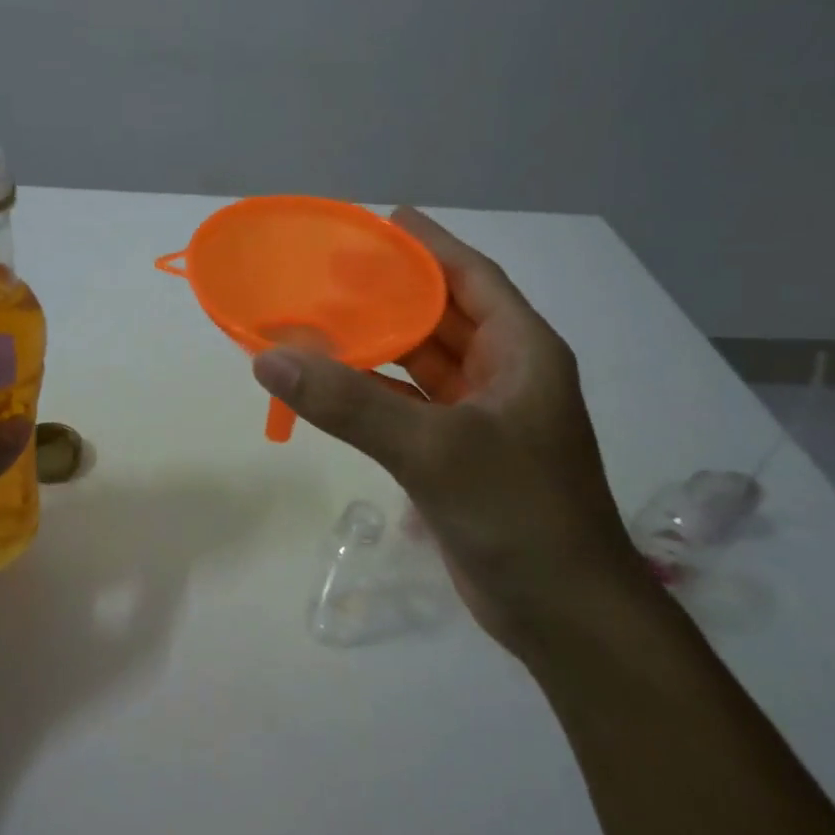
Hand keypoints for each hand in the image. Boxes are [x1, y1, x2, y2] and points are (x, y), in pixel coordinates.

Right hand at [251, 209, 644, 654]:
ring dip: (377, 343)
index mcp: (521, 352)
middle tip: (330, 269)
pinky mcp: (457, 457)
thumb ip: (351, 403)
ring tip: (320, 317)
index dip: (428, 245)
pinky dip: (372, 394)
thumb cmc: (518, 514)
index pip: (472, 278)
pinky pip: (408, 407)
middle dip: (391, 291)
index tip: (379, 221)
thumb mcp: (434, 448)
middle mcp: (504, 375)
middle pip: (441, 316)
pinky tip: (330, 384)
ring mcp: (480, 419)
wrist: (562, 613)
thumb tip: (271, 358)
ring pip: (421, 364)